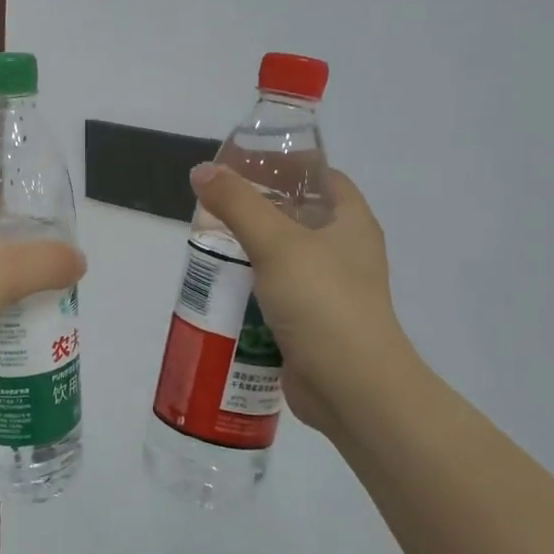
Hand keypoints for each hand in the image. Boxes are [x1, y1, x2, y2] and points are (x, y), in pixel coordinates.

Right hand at [188, 163, 413, 436]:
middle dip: (256, 211)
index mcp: (351, 223)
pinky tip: (218, 288)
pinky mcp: (310, 323)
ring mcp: (328, 290)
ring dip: (247, 253)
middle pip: (296, 217)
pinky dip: (249, 289)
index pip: (323, 177)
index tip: (245, 165)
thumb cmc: (323, 302)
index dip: (288, 166)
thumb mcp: (277, 243)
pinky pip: (274, 295)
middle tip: (213, 207)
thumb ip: (238, 203)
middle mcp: (344, 252)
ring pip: (281, 259)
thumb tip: (202, 170)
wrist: (351, 388)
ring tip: (206, 244)